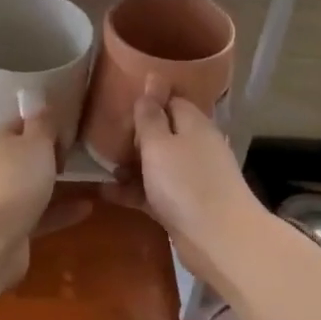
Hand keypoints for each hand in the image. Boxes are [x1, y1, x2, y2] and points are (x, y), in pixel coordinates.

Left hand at [0, 112, 92, 287]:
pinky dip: (62, 211)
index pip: (20, 123)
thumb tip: (41, 103)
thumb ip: (42, 124)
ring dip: (57, 183)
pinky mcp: (13, 229)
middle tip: (81, 152)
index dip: (44, 122)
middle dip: (50, 153)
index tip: (70, 126)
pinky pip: (42, 215)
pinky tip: (88, 208)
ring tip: (89, 178)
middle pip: (25, 156)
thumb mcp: (35, 143)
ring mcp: (3, 200)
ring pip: (33, 186)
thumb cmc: (15, 181)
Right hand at [104, 78, 261, 258]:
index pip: (170, 100)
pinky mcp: (185, 205)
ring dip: (131, 164)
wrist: (221, 242)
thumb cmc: (186, 184)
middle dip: (134, 135)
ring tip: (100, 166)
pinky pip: (155, 191)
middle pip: (163, 132)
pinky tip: (107, 193)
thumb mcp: (159, 144)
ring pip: (157, 163)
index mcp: (194, 124)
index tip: (117, 103)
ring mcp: (192, 177)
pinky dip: (134, 191)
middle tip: (101, 136)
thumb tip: (152, 77)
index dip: (146, 100)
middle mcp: (196, 146)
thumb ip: (150, 115)